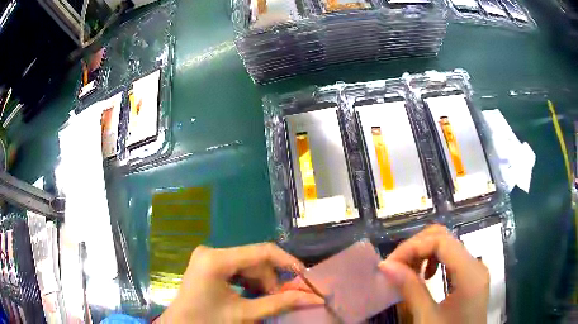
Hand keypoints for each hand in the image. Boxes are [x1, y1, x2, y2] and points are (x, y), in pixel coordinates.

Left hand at [155, 243, 323, 322]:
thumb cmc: (209, 321)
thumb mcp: (245, 314)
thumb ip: (280, 304)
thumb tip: (314, 298)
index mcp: (216, 260)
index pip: (261, 251)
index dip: (287, 262)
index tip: (305, 277)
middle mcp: (211, 251)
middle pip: (254, 260)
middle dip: (272, 280)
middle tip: (282, 299)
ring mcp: (208, 257)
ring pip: (247, 265)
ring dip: (262, 282)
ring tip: (266, 301)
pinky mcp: (208, 264)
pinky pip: (237, 269)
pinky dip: (249, 282)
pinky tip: (253, 296)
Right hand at [379, 225, 489, 323]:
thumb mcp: (427, 318)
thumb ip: (410, 290)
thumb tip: (386, 265)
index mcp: (470, 273)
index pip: (441, 241)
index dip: (413, 247)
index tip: (390, 264)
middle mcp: (475, 264)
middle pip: (444, 237)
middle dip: (416, 247)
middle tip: (395, 266)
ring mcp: (474, 268)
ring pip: (446, 244)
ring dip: (423, 253)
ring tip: (406, 272)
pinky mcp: (470, 275)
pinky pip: (450, 257)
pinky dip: (432, 260)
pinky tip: (425, 276)